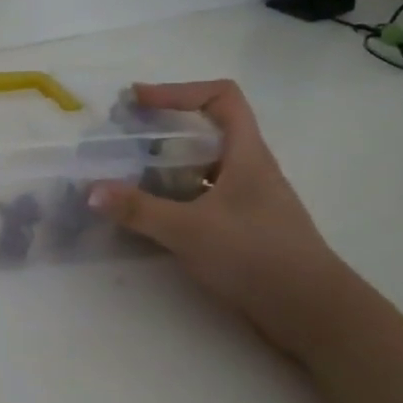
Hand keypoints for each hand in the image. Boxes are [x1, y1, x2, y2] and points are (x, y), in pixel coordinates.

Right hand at [89, 80, 357, 359]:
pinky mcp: (243, 229)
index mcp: (246, 154)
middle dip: (163, 131)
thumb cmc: (255, 255)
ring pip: (203, 169)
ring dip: (167, 168)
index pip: (221, 97)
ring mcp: (248, 200)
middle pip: (207, 132)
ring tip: (128, 177)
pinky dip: (175, 199)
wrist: (311, 311)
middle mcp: (249, 169)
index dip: (179, 91)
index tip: (139, 101)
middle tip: (124, 140)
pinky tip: (151, 217)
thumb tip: (91, 191)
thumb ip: (139, 210)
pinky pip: (203, 199)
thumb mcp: (190, 230)